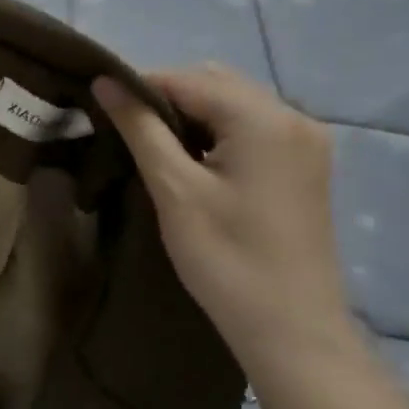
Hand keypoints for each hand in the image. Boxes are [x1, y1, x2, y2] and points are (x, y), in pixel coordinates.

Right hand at [93, 64, 361, 385]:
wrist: (291, 330)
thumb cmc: (227, 258)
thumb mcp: (174, 189)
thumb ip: (140, 128)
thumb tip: (104, 82)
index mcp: (264, 118)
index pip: (188, 79)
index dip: (140, 88)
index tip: (102, 110)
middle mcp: (293, 117)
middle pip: (216, 83)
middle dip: (168, 98)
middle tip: (128, 132)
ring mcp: (306, 142)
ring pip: (234, 104)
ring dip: (193, 115)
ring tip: (156, 148)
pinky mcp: (306, 166)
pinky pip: (253, 128)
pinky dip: (219, 133)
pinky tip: (196, 163)